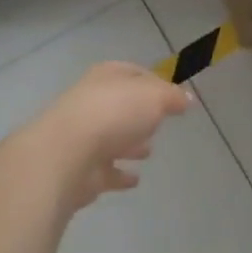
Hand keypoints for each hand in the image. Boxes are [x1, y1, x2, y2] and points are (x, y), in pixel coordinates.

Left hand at [25, 62, 191, 210]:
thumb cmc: (114, 114)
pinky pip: (105, 170)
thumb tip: (187, 99)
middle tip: (160, 123)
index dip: (155, 81)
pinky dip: (119, 174)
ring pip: (111, 137)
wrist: (65, 155)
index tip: (174, 96)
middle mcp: (90, 102)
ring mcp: (82, 137)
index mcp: (106, 77)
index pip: (133, 72)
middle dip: (139, 113)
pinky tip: (134, 180)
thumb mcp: (155, 97)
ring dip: (129, 143)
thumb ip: (173, 97)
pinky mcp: (79, 169)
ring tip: (149, 151)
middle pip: (120, 105)